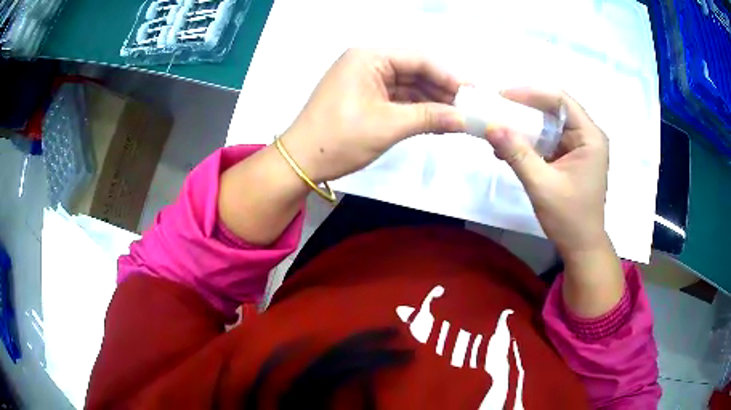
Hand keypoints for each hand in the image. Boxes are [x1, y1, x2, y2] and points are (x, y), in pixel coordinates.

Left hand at [280, 48, 464, 182]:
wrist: (301, 162)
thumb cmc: (339, 138)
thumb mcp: (388, 125)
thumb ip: (429, 117)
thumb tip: (465, 119)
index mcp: (369, 57)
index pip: (419, 58)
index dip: (449, 75)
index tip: (473, 94)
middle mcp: (368, 62)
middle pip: (415, 70)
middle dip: (442, 89)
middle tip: (469, 109)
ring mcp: (366, 80)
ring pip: (409, 85)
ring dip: (432, 101)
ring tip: (458, 119)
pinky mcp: (366, 97)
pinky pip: (398, 98)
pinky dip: (417, 109)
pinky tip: (437, 122)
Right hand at [484, 88, 609, 257]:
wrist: (581, 246)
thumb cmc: (569, 218)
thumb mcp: (542, 185)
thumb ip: (517, 154)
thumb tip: (490, 126)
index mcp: (590, 137)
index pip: (561, 100)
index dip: (531, 93)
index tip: (503, 96)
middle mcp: (588, 136)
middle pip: (555, 109)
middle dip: (525, 108)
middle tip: (497, 108)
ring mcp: (580, 147)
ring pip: (550, 124)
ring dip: (525, 125)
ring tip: (499, 128)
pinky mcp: (571, 158)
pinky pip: (549, 140)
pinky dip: (530, 141)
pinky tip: (510, 148)